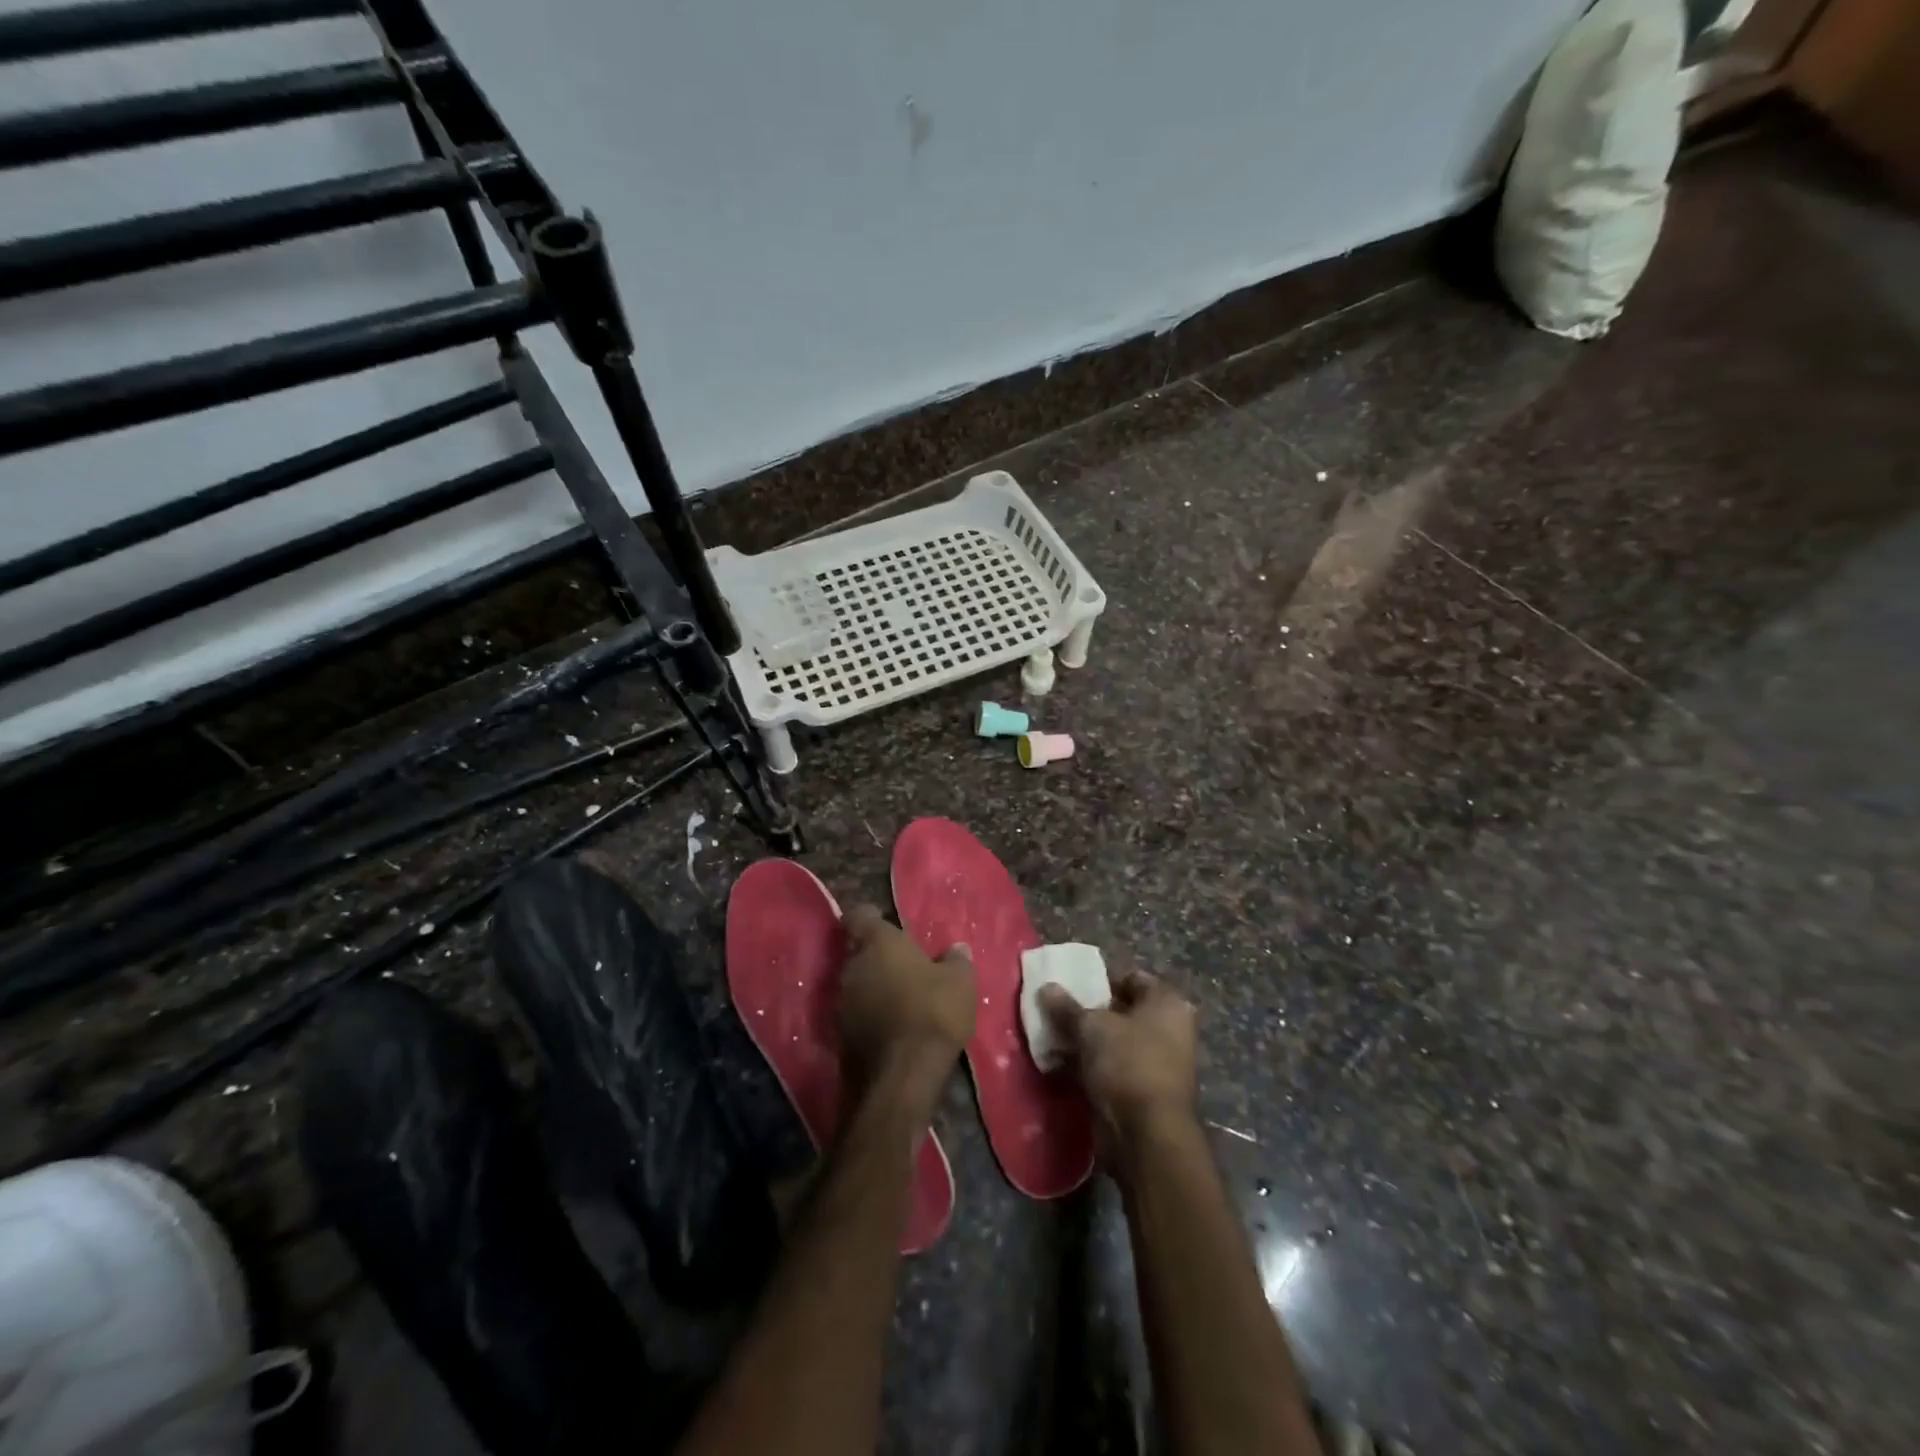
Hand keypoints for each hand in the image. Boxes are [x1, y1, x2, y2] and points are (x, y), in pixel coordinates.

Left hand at [838, 905, 975, 1101]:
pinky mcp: (840, 1036)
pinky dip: (869, 1015)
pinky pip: (855, 1014)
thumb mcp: (960, 982)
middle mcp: (852, 966)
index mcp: (878, 943)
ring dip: (871, 987)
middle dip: (875, 956)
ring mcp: (841, 1003)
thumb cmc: (933, 1012)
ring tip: (898, 998)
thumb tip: (956, 949)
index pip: (859, 916)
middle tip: (902, 965)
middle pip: (857, 952)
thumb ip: (956, 960)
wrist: (903, 1075)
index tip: (884, 921)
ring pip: (855, 984)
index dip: (869, 917)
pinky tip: (891, 1026)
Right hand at [1038, 970, 1197, 1152]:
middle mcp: (1169, 1029)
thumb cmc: (1127, 1063)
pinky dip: (1089, 1067)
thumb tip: (1046, 987)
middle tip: (1056, 1013)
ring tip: (1050, 1039)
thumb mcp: (1090, 1027)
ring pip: (1114, 1043)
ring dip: (1085, 1042)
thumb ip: (1067, 1007)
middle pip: (1121, 1011)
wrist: (1147, 1135)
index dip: (1100, 981)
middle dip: (1088, 1014)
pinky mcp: (1144, 1092)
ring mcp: (1159, 1063)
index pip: (1130, 978)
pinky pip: (1112, 1069)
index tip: (1070, 988)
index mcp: (1167, 1003)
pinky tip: (1058, 1067)